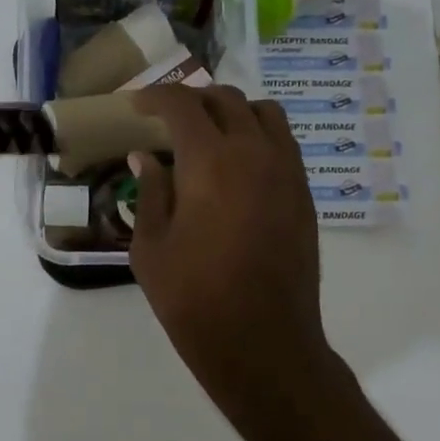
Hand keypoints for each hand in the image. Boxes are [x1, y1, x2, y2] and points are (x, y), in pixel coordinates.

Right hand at [128, 85, 332, 413]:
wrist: (262, 343)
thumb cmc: (193, 298)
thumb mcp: (151, 247)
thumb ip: (150, 191)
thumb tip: (146, 156)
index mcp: (211, 162)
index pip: (183, 105)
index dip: (155, 98)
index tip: (136, 106)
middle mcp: (255, 154)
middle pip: (226, 100)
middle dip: (191, 100)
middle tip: (166, 119)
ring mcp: (287, 173)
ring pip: (264, 113)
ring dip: (231, 111)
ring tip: (207, 134)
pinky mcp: (303, 195)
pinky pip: (283, 143)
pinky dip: (257, 135)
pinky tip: (235, 165)